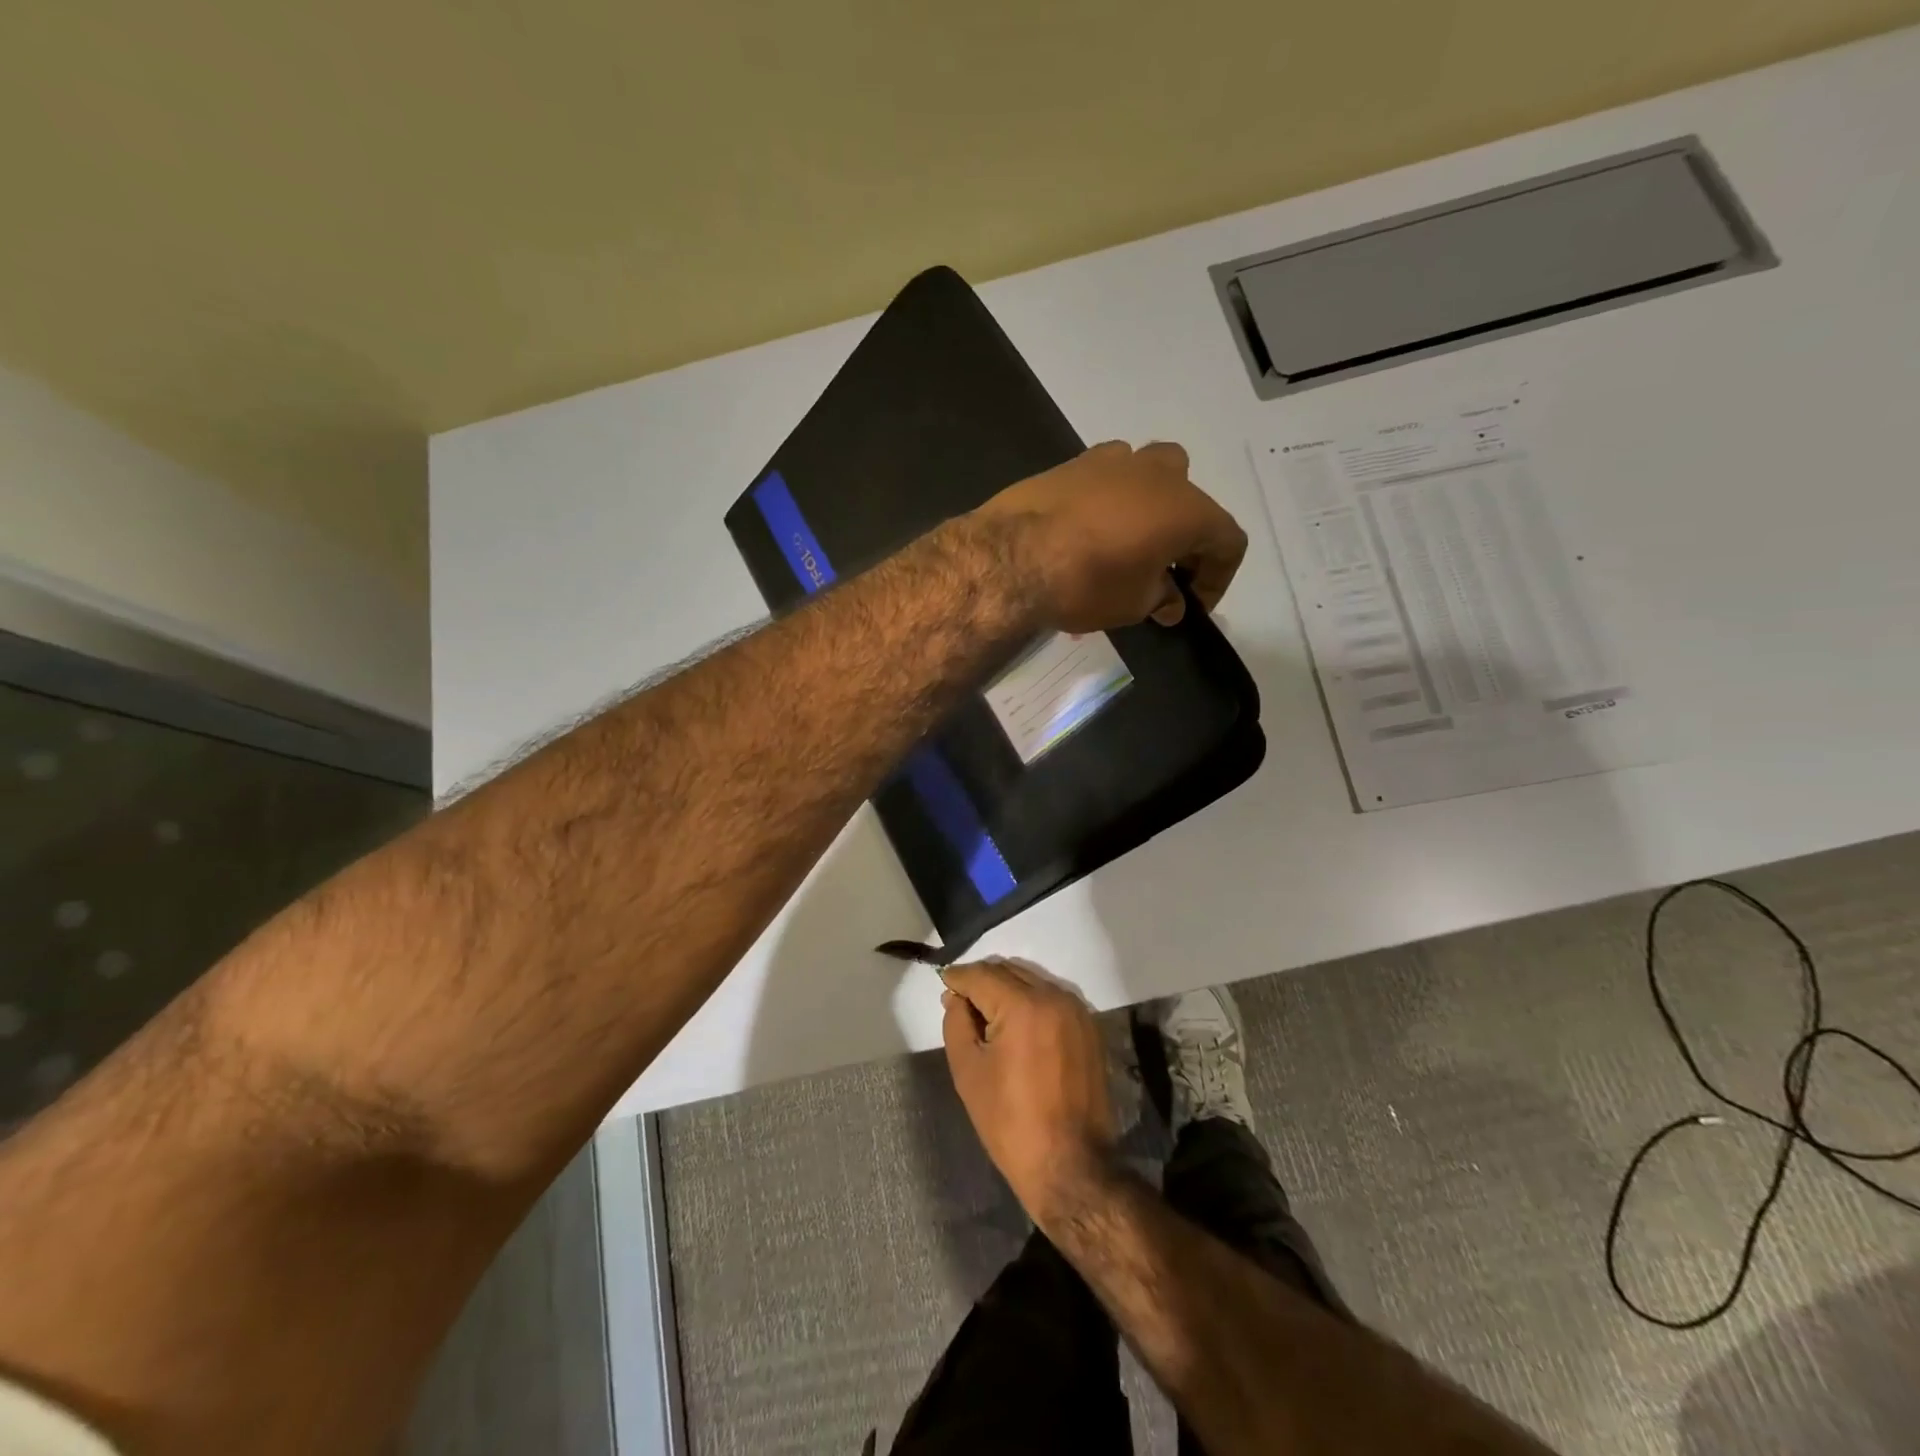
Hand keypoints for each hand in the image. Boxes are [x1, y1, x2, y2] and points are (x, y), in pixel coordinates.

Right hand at [940, 958, 1118, 1226]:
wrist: (1070, 1165)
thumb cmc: (1010, 1122)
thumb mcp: (968, 1071)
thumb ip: (957, 1023)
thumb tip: (957, 997)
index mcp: (1024, 1006)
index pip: (982, 975)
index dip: (958, 977)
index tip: (943, 982)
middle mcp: (1055, 997)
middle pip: (1009, 971)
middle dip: (982, 981)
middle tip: (960, 1001)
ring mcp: (1077, 1010)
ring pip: (1032, 982)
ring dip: (1007, 989)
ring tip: (986, 1014)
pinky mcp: (1089, 1027)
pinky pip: (1052, 999)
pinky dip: (1030, 1002)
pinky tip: (1016, 1025)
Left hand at [975, 441, 1247, 631]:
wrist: (1012, 556)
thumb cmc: (1087, 583)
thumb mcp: (1133, 605)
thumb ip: (1161, 599)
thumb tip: (1170, 602)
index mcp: (1189, 509)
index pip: (1228, 542)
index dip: (1219, 578)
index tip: (1193, 605)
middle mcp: (1160, 474)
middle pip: (1192, 499)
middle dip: (1185, 537)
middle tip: (1164, 571)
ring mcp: (1115, 460)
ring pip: (1150, 474)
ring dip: (1149, 508)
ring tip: (1128, 544)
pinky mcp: (1074, 463)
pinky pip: (1108, 476)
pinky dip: (1110, 499)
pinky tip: (1089, 527)